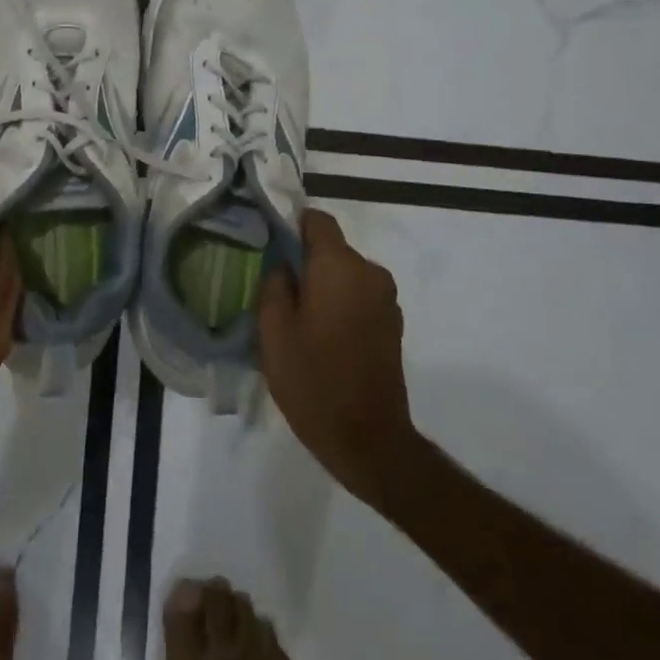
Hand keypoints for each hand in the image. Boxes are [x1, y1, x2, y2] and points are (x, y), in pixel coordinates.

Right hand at [260, 209, 413, 505]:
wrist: (368, 440)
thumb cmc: (313, 381)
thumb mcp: (273, 331)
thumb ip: (274, 284)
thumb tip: (282, 263)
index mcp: (340, 267)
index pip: (317, 220)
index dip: (290, 225)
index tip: (268, 245)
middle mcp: (370, 273)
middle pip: (331, 248)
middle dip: (303, 260)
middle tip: (273, 288)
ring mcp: (385, 299)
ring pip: (344, 273)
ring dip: (321, 284)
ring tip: (295, 317)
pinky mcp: (391, 324)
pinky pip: (358, 296)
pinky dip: (338, 303)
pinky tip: (319, 335)